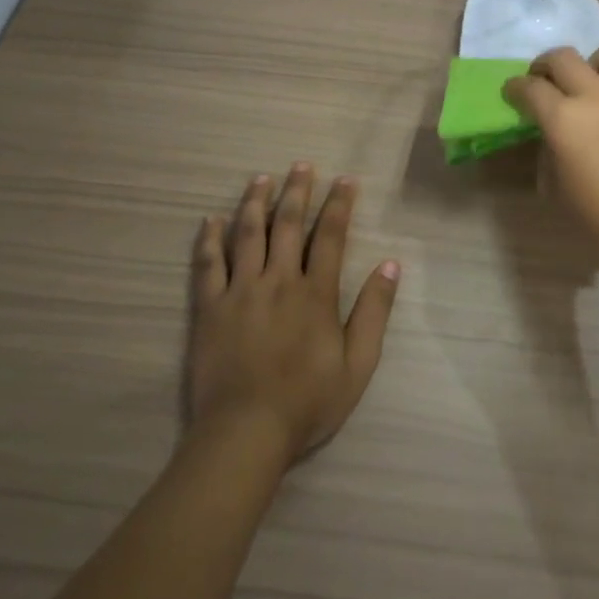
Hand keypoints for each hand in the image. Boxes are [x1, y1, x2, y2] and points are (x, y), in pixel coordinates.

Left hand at [187, 165, 399, 467]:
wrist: (245, 432)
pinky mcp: (209, 308)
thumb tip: (390, 265)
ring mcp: (240, 291)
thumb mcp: (358, 364)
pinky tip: (211, 220)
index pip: (331, 236)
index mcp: (315, 293)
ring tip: (260, 178)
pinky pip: (208, 265)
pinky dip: (209, 239)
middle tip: (301, 165)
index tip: (345, 180)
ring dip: (255, 203)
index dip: (339, 205)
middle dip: (297, 191)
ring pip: (247, 235)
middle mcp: (278, 281)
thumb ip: (374, 312)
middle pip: (288, 225)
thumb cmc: (308, 402)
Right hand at [503, 41, 598, 279]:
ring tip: (591, 83)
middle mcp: (598, 97)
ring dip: (595, 61)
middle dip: (545, 65)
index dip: (515, 88)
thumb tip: (551, 135)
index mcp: (566, 118)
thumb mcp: (555, 186)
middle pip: (564, 57)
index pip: (530, 88)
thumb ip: (549, 150)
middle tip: (542, 82)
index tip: (511, 93)